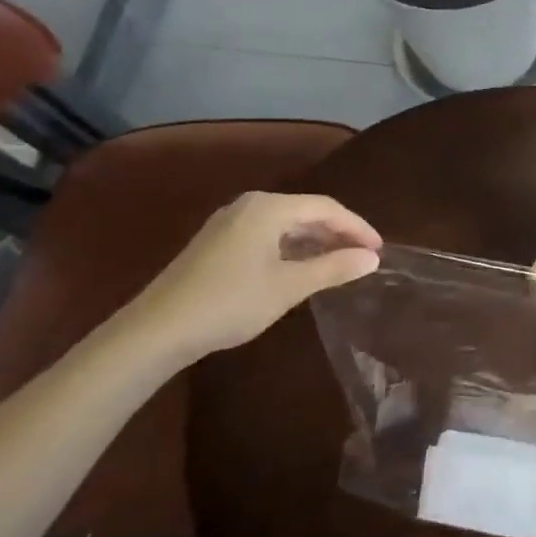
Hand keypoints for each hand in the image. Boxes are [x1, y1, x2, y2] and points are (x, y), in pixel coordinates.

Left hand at [119, 192, 381, 362]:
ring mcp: (230, 223)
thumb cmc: (230, 303)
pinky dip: (293, 247)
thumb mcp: (290, 287)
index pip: (326, 208)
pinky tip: (302, 268)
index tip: (379, 250)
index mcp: (269, 208)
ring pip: (287, 224)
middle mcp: (249, 206)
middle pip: (307, 211)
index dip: (357, 227)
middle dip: (338, 233)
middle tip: (363, 257)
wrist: (156, 331)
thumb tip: (372, 259)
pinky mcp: (218, 243)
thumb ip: (334, 268)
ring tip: (340, 264)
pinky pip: (268, 234)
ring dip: (316, 241)